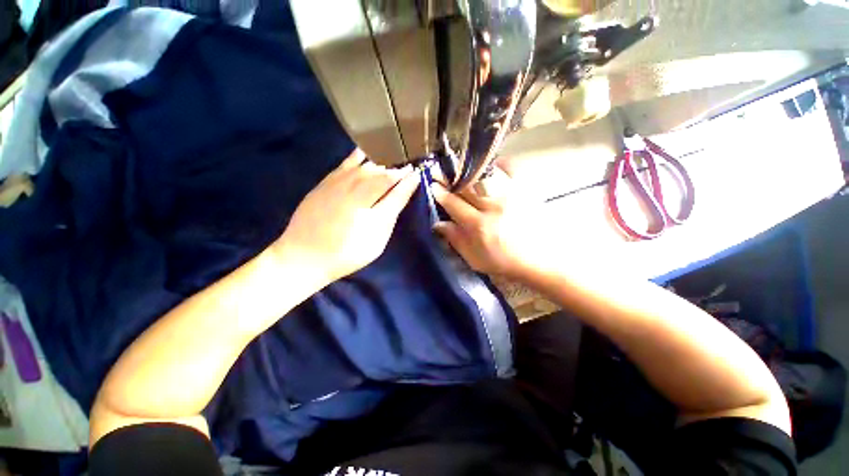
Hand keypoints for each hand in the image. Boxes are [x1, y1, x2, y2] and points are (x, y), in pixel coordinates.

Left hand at [275, 149, 419, 286]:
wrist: (304, 255)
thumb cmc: (346, 254)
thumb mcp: (376, 241)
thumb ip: (390, 214)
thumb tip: (403, 192)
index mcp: (370, 209)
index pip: (395, 189)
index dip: (407, 181)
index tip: (417, 173)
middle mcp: (355, 192)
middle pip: (381, 175)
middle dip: (396, 170)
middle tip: (407, 167)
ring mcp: (338, 184)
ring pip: (365, 166)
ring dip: (381, 163)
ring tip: (391, 161)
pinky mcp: (325, 182)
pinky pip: (345, 163)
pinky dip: (358, 156)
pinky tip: (365, 153)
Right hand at [431, 166, 554, 281]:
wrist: (539, 260)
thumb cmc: (504, 262)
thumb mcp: (475, 259)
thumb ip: (455, 240)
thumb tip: (437, 224)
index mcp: (478, 225)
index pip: (453, 203)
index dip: (440, 193)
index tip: (433, 186)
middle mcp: (492, 206)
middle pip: (466, 185)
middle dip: (449, 176)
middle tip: (440, 171)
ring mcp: (510, 195)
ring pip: (483, 174)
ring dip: (468, 169)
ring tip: (460, 167)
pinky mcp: (524, 190)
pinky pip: (509, 169)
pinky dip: (498, 164)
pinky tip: (490, 165)